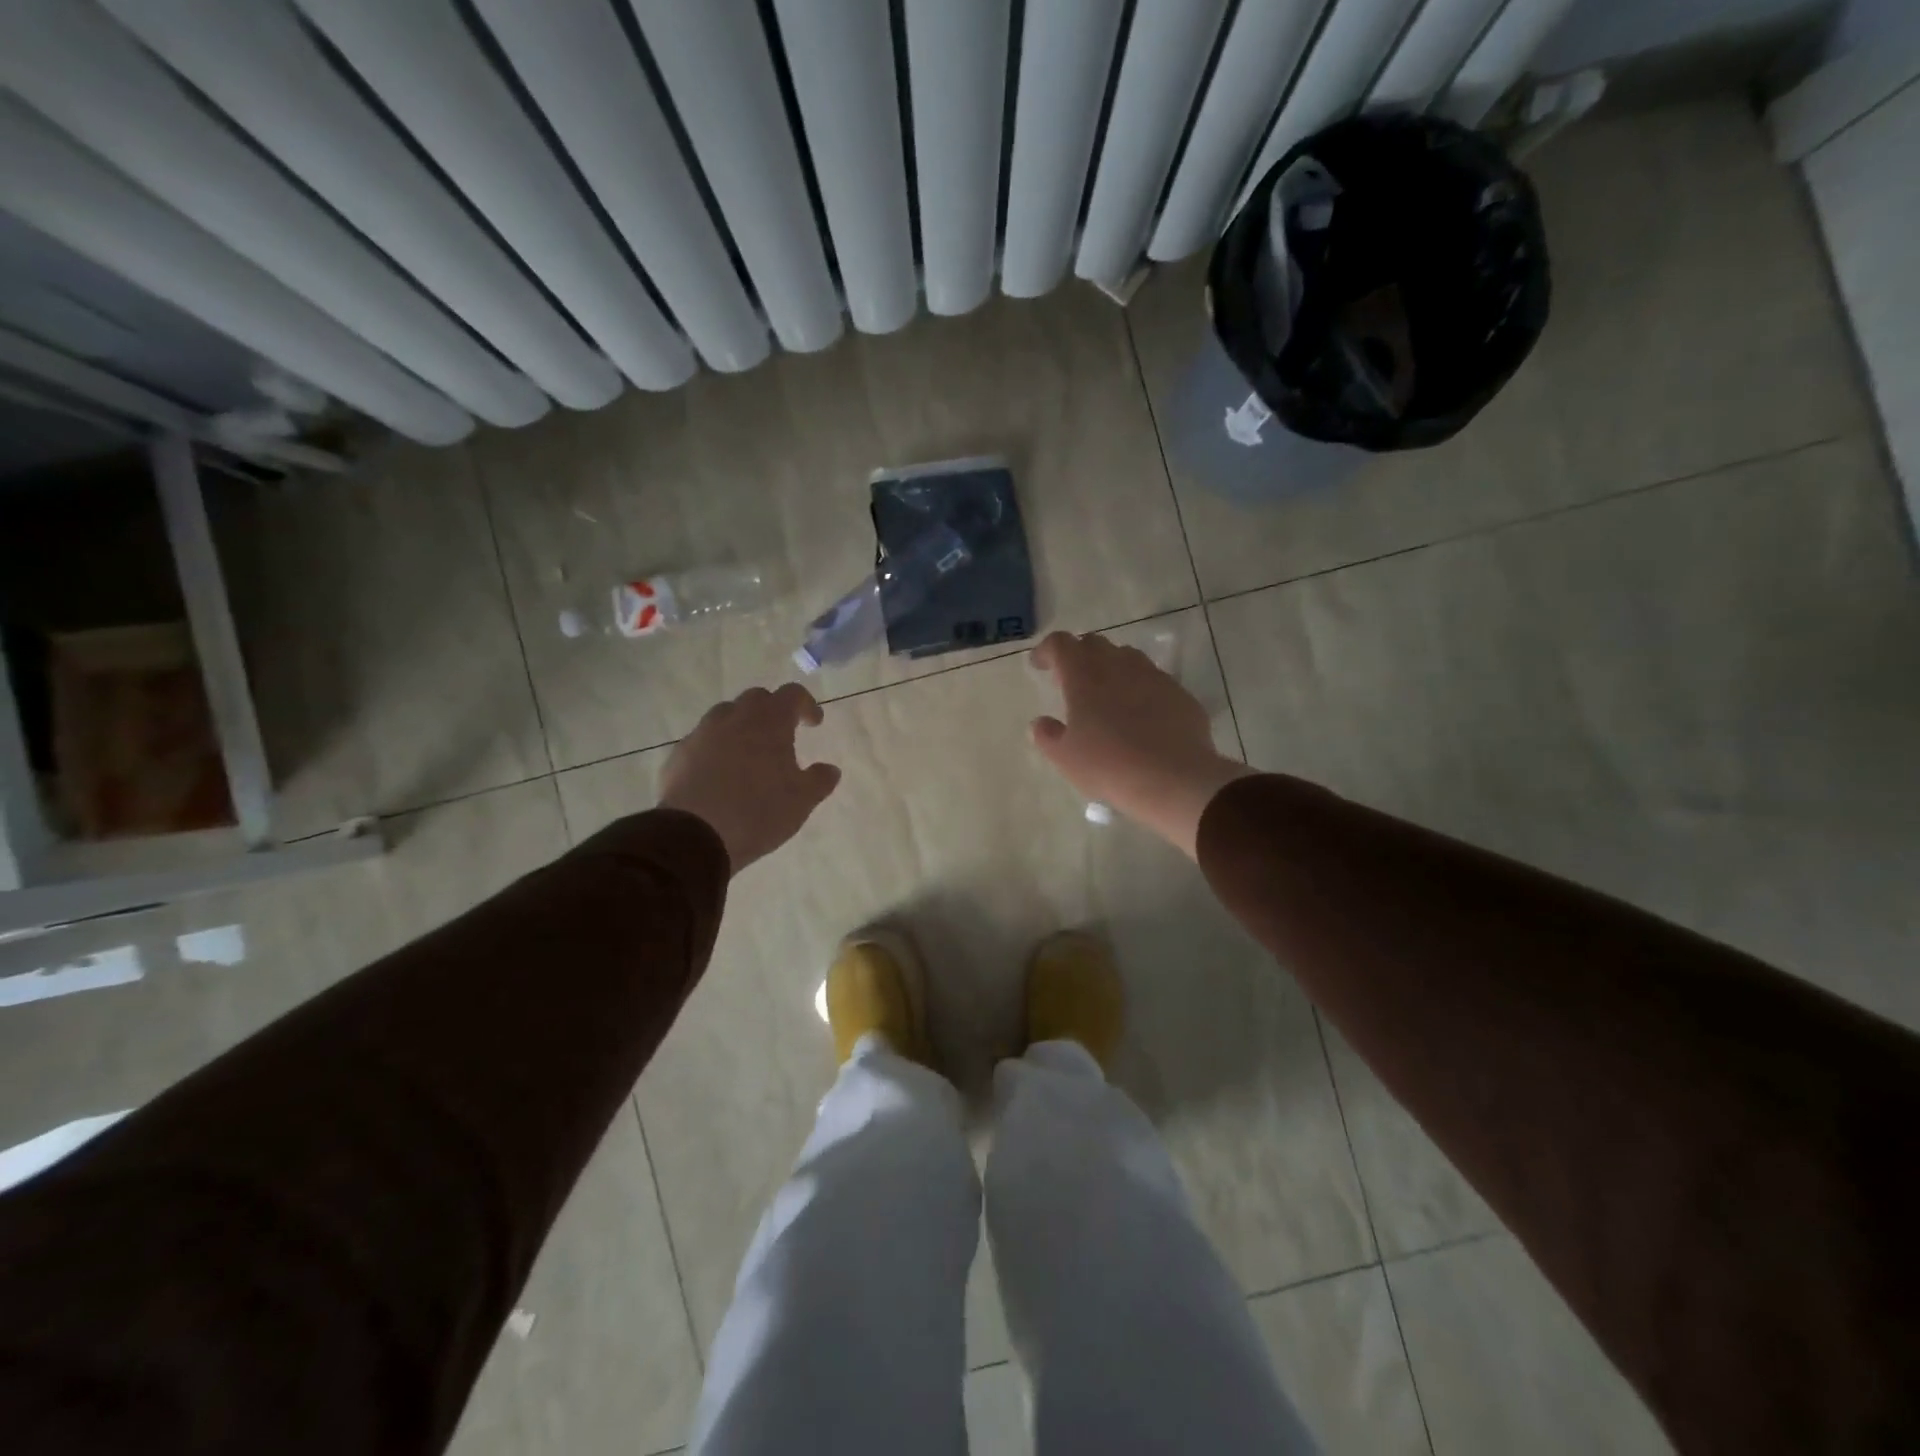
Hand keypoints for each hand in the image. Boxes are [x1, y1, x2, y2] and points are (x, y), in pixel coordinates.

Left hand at [658, 683, 840, 872]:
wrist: (693, 836)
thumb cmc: (758, 812)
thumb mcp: (801, 801)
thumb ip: (819, 781)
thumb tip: (830, 769)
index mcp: (769, 721)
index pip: (792, 694)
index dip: (806, 705)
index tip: (814, 724)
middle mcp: (734, 718)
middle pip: (756, 699)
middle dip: (772, 710)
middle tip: (781, 735)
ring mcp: (702, 734)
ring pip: (725, 716)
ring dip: (741, 726)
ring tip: (749, 754)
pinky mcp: (678, 755)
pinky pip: (702, 740)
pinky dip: (716, 748)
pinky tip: (720, 774)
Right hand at [1029, 631, 1254, 856]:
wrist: (1173, 780)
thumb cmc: (1108, 766)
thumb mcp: (1065, 758)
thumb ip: (1047, 735)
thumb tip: (1040, 723)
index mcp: (1084, 675)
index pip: (1060, 643)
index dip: (1047, 650)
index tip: (1040, 666)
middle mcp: (1118, 665)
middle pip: (1094, 643)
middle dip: (1079, 655)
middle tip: (1072, 681)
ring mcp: (1153, 675)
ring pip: (1126, 657)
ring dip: (1111, 667)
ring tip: (1107, 695)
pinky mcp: (1179, 692)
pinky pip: (1153, 679)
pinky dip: (1139, 688)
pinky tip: (1141, 715)